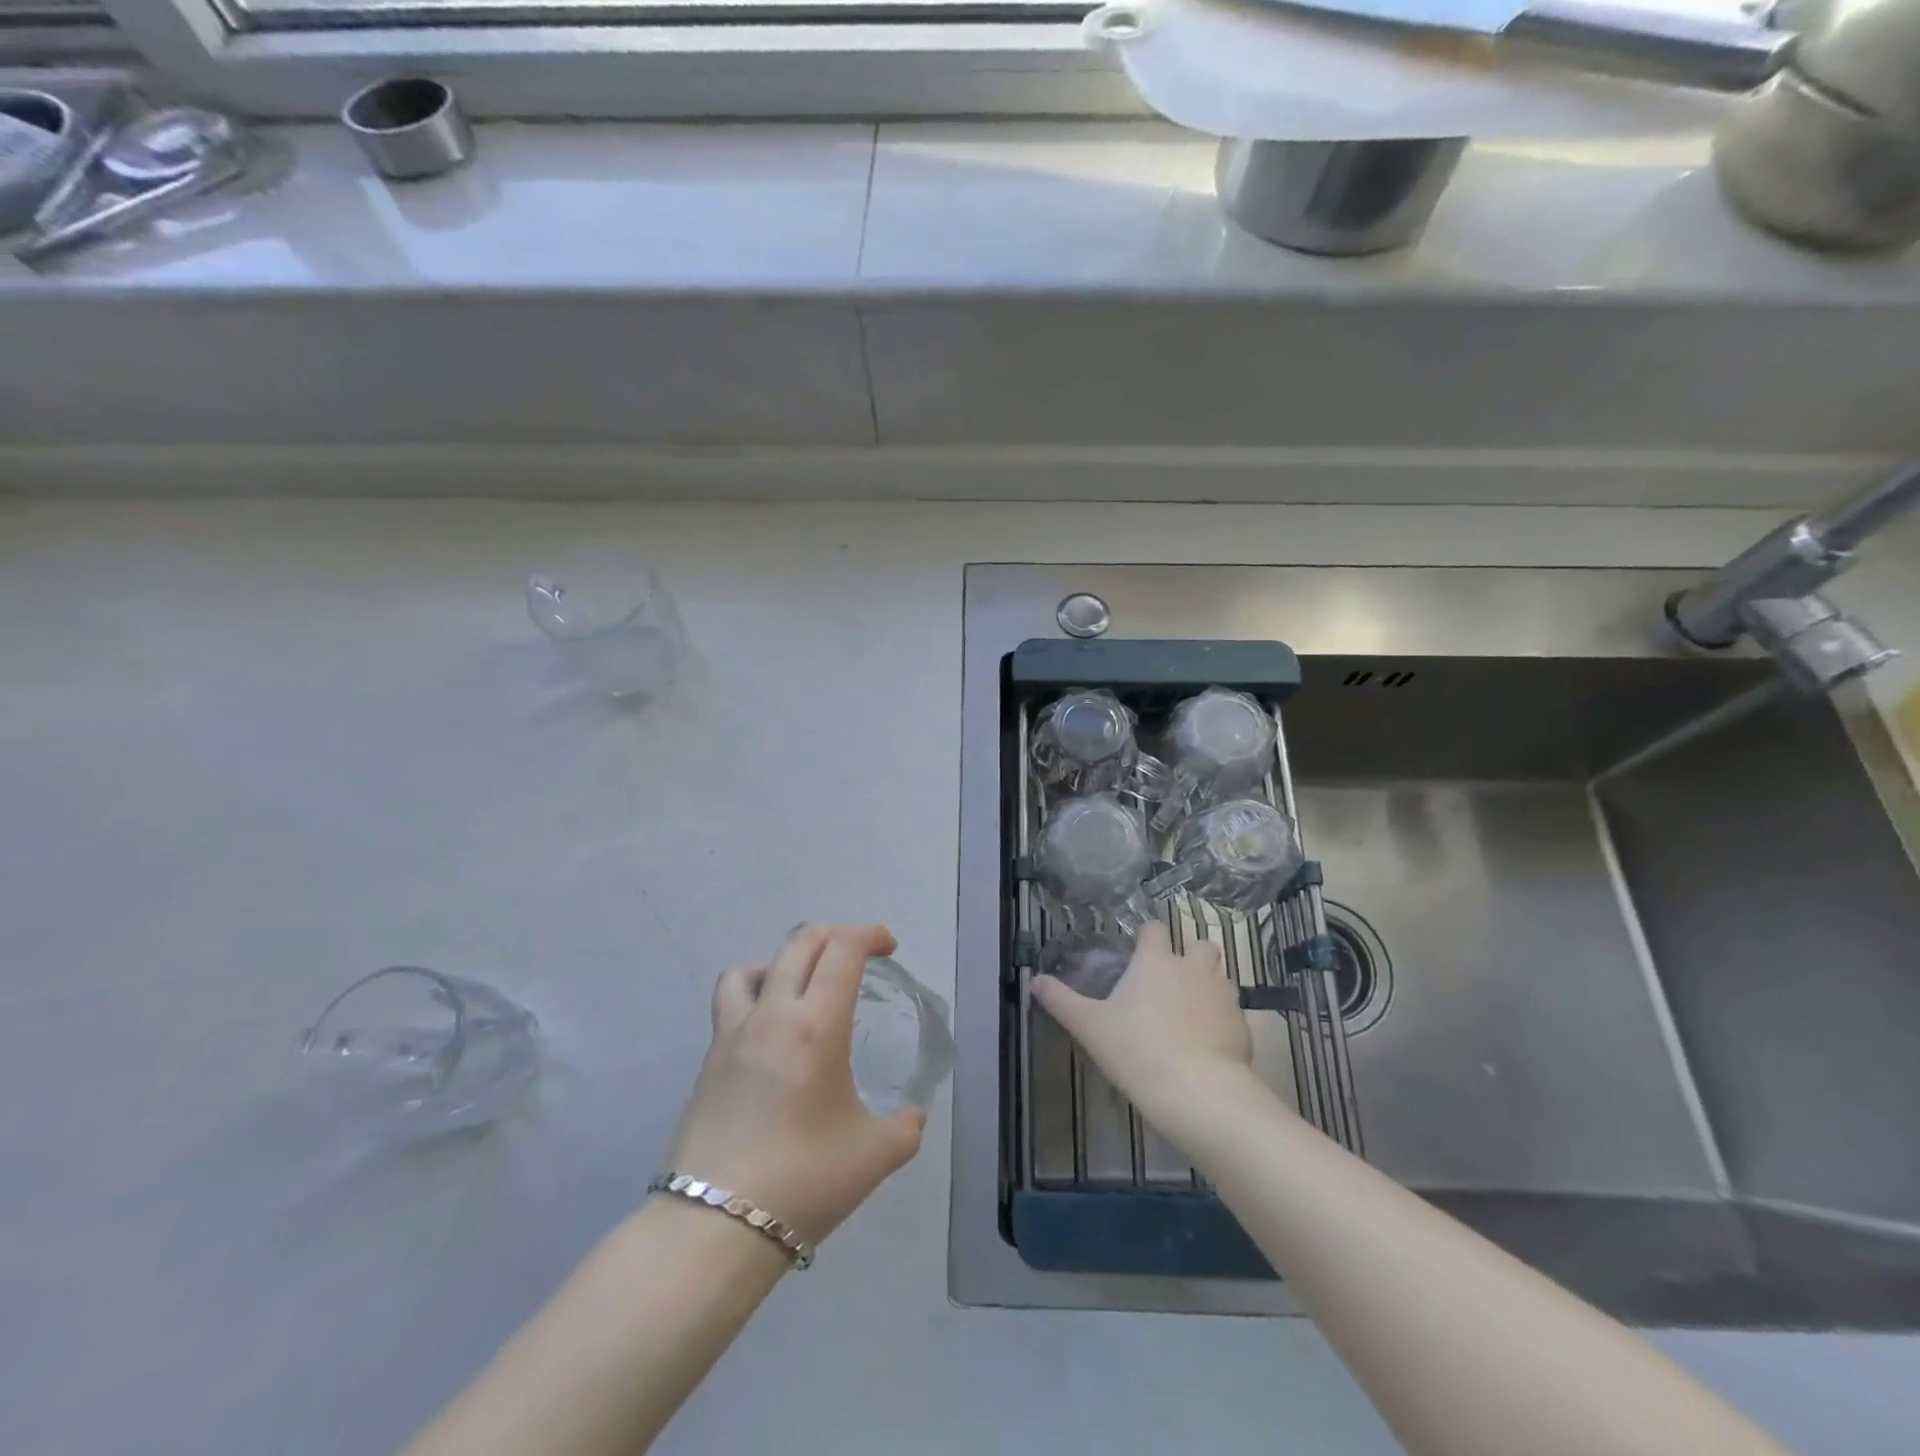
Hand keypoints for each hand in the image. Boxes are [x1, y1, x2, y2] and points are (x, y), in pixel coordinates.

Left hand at [665, 924, 926, 1245]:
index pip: (843, 950)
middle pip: (800, 944)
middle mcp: (772, 1015)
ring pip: (753, 967)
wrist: (715, 1228)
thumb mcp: (875, 1156)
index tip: (889, 948)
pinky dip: (754, 994)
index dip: (869, 934)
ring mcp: (733, 1035)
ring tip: (803, 988)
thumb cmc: (804, 1181)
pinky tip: (769, 1032)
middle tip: (858, 955)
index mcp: (816, 1026)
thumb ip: (905, 1128)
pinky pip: (730, 1003)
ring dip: (784, 961)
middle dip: (835, 935)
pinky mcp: (709, 1061)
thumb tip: (913, 1116)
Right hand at [1030, 920, 1256, 1126]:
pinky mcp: (1243, 1025)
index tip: (1139, 954)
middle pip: (1201, 945)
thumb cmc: (1136, 1050)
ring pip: (1221, 977)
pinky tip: (1208, 1045)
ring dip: (1209, 986)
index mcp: (1156, 961)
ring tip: (1191, 1013)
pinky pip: (1233, 1013)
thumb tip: (1033, 980)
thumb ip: (1060, 1001)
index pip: (1155, 929)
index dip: (1148, 937)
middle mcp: (1193, 968)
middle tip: (1173, 982)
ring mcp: (1223, 995)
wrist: (1198, 1092)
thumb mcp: (1089, 1026)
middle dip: (1191, 956)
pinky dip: (1222, 1021)